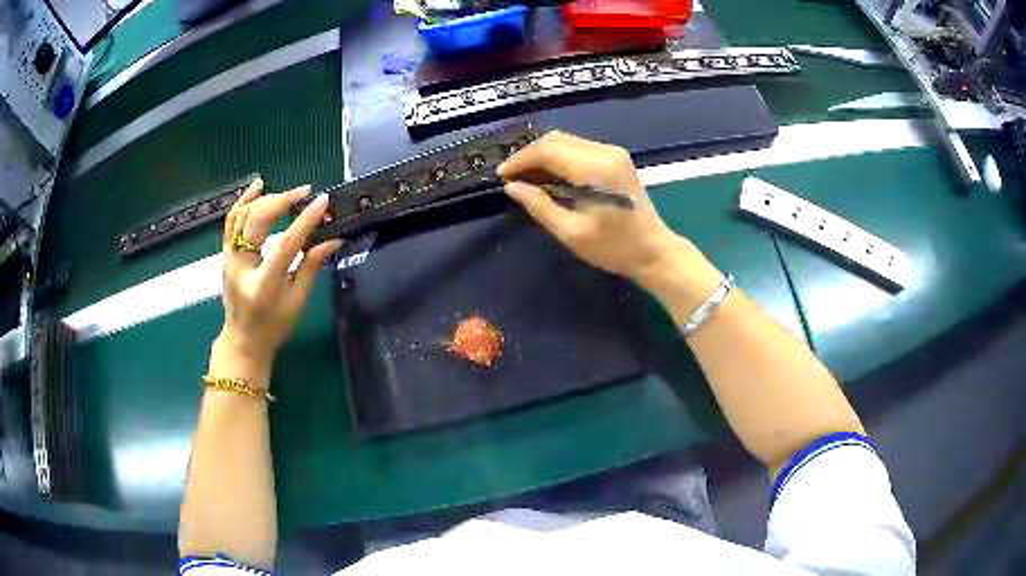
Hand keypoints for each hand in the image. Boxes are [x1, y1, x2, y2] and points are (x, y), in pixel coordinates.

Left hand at [217, 178, 341, 369]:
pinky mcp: (225, 254)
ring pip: (242, 216)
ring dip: (266, 199)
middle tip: (305, 193)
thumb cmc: (273, 326)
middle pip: (257, 221)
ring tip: (288, 193)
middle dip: (282, 201)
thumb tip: (333, 238)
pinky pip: (232, 220)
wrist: (243, 341)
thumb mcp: (297, 302)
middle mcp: (240, 267)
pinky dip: (244, 200)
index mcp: (262, 285)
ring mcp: (229, 259)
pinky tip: (258, 186)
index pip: (284, 245)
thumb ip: (312, 266)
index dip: (305, 221)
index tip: (322, 201)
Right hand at [497, 131, 683, 281]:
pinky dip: (558, 158)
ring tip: (526, 178)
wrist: (654, 251)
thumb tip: (512, 186)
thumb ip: (539, 205)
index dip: (521, 160)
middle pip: (556, 140)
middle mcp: (605, 152)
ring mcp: (613, 152)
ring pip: (566, 141)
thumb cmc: (613, 248)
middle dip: (529, 156)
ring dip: (543, 156)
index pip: (548, 150)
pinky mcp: (615, 158)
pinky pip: (578, 149)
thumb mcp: (571, 233)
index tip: (502, 175)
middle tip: (512, 178)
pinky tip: (549, 176)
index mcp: (596, 169)